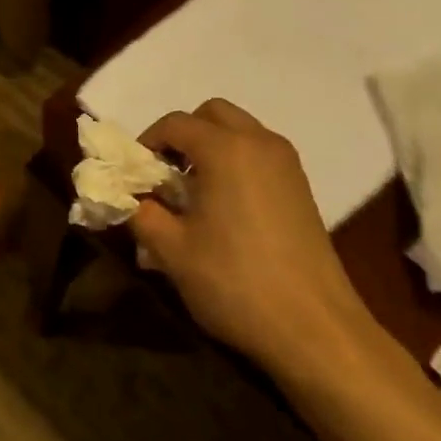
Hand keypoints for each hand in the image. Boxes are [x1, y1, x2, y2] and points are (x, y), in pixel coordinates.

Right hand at [130, 99, 378, 376]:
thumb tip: (127, 198)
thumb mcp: (171, 251)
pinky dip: (235, 162)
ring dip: (210, 147)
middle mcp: (259, 143)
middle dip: (182, 135)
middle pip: (212, 114)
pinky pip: (259, 154)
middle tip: (164, 176)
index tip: (132, 175)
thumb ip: (141, 214)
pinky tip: (223, 209)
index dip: (146, 142)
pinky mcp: (301, 187)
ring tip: (191, 194)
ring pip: (239, 131)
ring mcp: (286, 164)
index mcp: (225, 149)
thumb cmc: (234, 282)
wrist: (313, 326)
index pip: (174, 123)